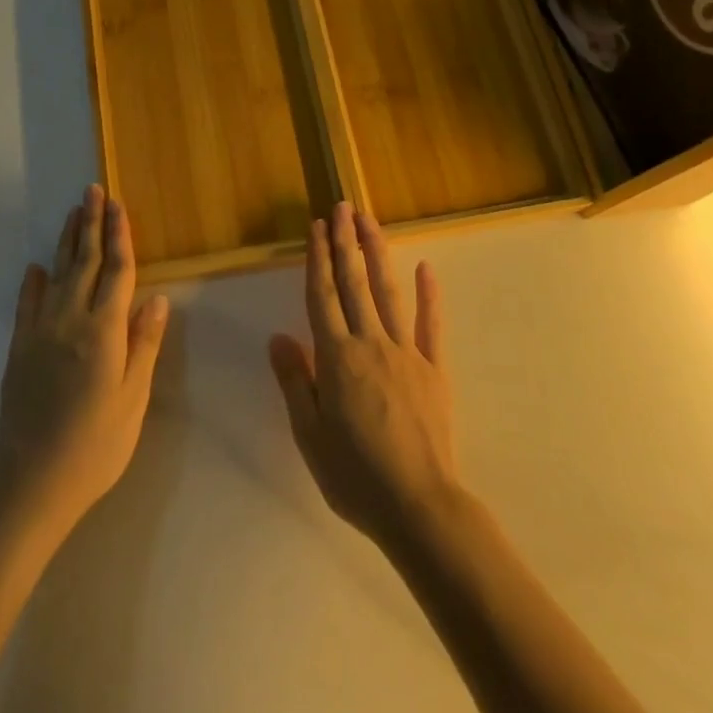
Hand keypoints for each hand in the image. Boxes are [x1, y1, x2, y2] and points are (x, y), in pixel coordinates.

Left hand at [0, 185, 169, 538]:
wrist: (31, 483)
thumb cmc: (96, 445)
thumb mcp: (133, 398)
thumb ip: (143, 343)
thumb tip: (156, 297)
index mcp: (103, 331)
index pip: (116, 271)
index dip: (119, 236)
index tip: (119, 205)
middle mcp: (70, 321)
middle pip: (84, 262)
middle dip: (91, 224)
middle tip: (93, 190)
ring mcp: (40, 333)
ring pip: (56, 275)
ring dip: (65, 242)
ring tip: (73, 212)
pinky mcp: (18, 350)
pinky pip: (27, 306)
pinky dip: (32, 283)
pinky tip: (35, 268)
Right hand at [268, 201, 458, 551]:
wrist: (419, 505)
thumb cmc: (355, 476)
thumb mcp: (309, 435)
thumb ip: (295, 381)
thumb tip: (278, 337)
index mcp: (337, 358)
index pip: (322, 296)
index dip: (318, 259)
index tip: (317, 227)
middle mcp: (370, 343)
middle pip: (354, 283)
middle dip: (346, 242)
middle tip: (343, 206)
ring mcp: (406, 352)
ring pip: (388, 292)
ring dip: (378, 253)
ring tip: (370, 222)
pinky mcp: (434, 368)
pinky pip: (431, 324)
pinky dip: (429, 294)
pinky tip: (425, 267)